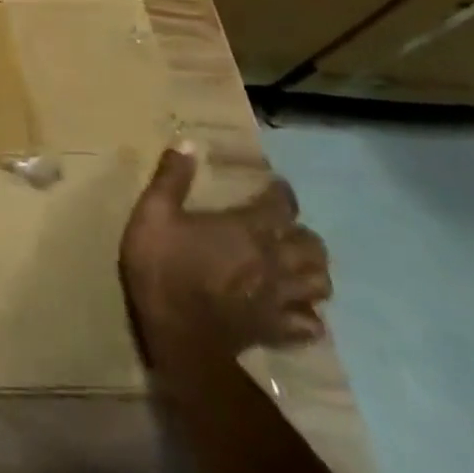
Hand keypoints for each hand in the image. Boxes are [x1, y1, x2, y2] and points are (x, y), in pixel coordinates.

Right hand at [119, 143, 331, 361]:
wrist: (176, 330)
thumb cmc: (162, 265)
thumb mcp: (153, 213)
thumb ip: (171, 179)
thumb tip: (187, 142)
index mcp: (247, 230)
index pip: (281, 206)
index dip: (281, 193)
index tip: (275, 186)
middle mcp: (274, 261)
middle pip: (312, 246)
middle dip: (302, 234)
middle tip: (285, 229)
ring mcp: (281, 298)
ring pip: (320, 283)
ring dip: (312, 271)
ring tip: (296, 266)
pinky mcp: (279, 328)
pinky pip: (310, 323)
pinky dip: (307, 314)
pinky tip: (293, 309)